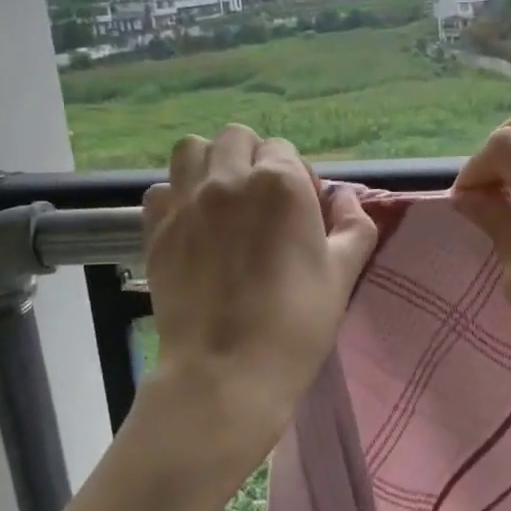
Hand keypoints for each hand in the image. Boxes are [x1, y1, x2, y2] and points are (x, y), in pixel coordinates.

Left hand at [140, 125, 378, 482]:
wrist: (226, 371)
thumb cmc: (295, 324)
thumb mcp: (343, 275)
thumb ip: (355, 225)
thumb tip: (346, 199)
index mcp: (280, 183)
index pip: (285, 151)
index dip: (297, 179)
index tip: (300, 216)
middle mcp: (229, 179)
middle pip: (237, 138)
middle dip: (254, 160)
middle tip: (262, 204)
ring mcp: (187, 201)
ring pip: (192, 150)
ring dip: (211, 163)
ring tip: (222, 199)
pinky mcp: (156, 228)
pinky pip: (161, 188)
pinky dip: (177, 196)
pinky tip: (193, 225)